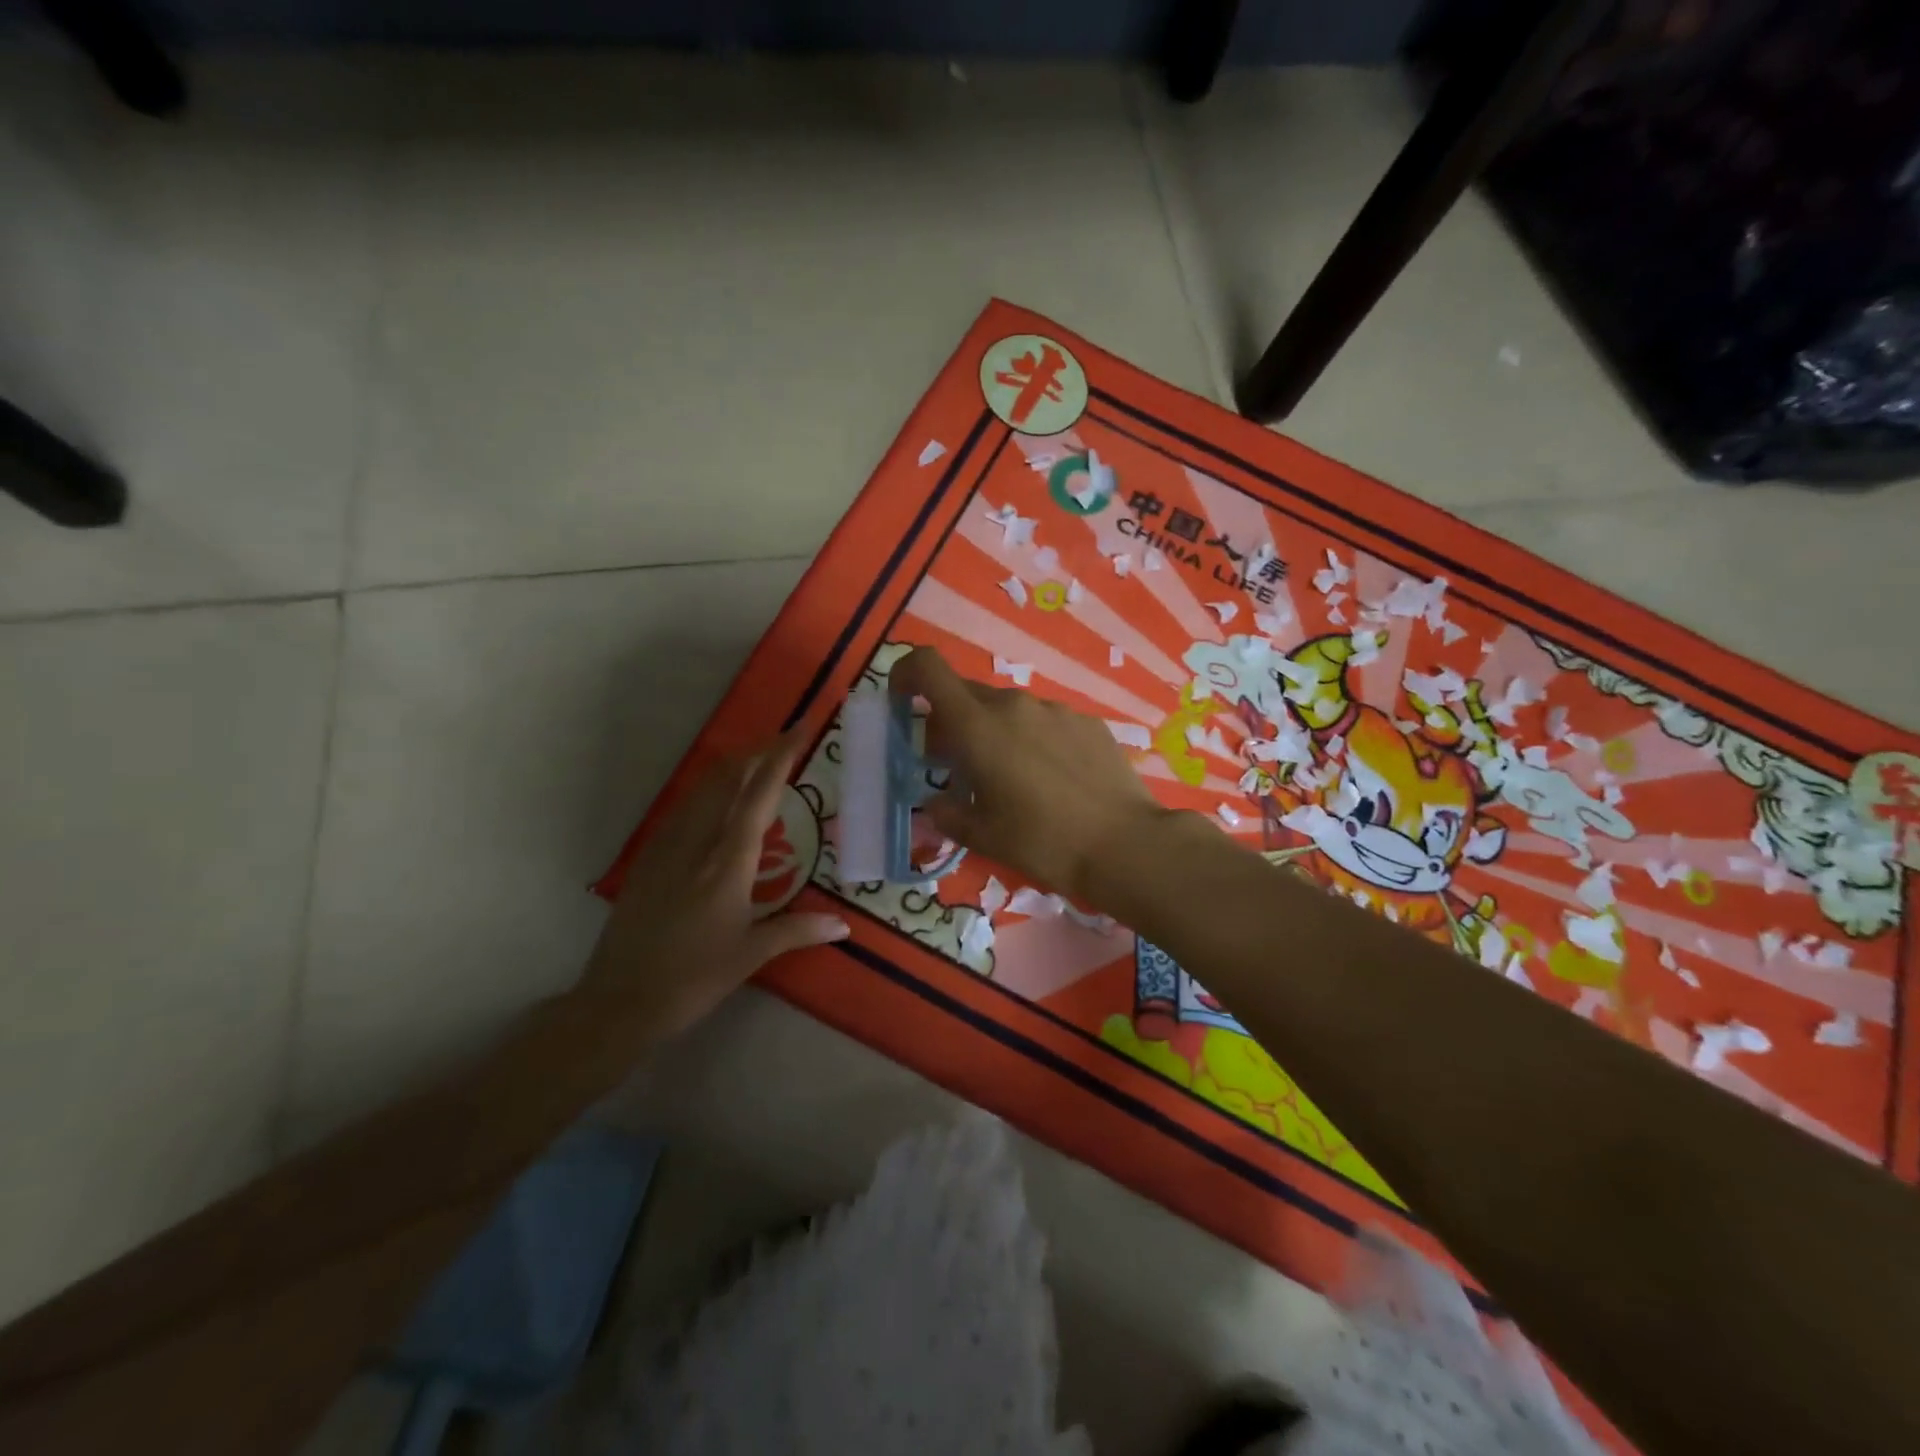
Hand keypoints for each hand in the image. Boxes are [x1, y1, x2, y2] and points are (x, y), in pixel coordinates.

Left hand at [587, 729, 848, 1037]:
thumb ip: (798, 930)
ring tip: (756, 760)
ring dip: (731, 767)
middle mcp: (697, 842)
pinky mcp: (649, 858)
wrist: (620, 999)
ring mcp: (667, 846)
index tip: (799, 730)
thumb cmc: (693, 978)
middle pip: (727, 779)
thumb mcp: (751, 955)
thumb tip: (843, 926)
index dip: (780, 758)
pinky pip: (684, 808)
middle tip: (784, 740)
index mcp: (728, 862)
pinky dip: (709, 790)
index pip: (759, 796)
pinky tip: (716, 799)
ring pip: (702, 789)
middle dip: (756, 752)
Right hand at [890, 647, 1171, 901]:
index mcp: (978, 726)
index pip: (929, 668)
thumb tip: (937, 804)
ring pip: (1007, 709)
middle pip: (967, 695)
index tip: (903, 702)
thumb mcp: (983, 836)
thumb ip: (947, 814)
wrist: (1125, 845)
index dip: (907, 674)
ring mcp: (1055, 710)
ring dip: (994, 732)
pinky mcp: (1087, 722)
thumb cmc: (1042, 841)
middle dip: (950, 722)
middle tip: (956, 764)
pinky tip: (1052, 779)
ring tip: (1009, 778)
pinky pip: (1045, 721)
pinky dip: (1033, 739)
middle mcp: (1014, 705)